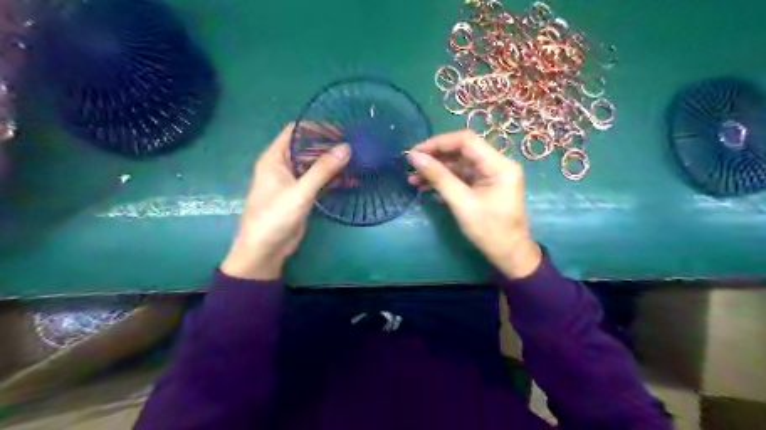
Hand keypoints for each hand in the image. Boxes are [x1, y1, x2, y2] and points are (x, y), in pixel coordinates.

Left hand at [221, 125, 349, 278]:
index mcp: (275, 158)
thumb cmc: (275, 216)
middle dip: (329, 146)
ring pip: (315, 165)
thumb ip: (323, 170)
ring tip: (358, 160)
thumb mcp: (300, 191)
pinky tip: (352, 180)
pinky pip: (319, 182)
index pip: (295, 132)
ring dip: (333, 164)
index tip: (340, 128)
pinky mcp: (302, 196)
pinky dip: (333, 180)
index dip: (316, 127)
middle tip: (354, 145)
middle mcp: (283, 166)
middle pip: (308, 148)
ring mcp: (293, 182)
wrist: (265, 250)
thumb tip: (346, 148)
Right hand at [409, 131, 539, 278]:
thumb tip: (415, 157)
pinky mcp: (483, 184)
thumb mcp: (461, 203)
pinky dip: (443, 179)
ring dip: (436, 170)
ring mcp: (490, 174)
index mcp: (499, 165)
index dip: (438, 143)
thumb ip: (439, 177)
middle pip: (461, 151)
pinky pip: (460, 176)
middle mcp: (496, 164)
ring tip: (413, 179)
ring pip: (458, 163)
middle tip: (411, 165)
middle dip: (435, 157)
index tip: (416, 152)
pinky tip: (424, 185)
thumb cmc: (489, 230)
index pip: (466, 141)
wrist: (508, 254)